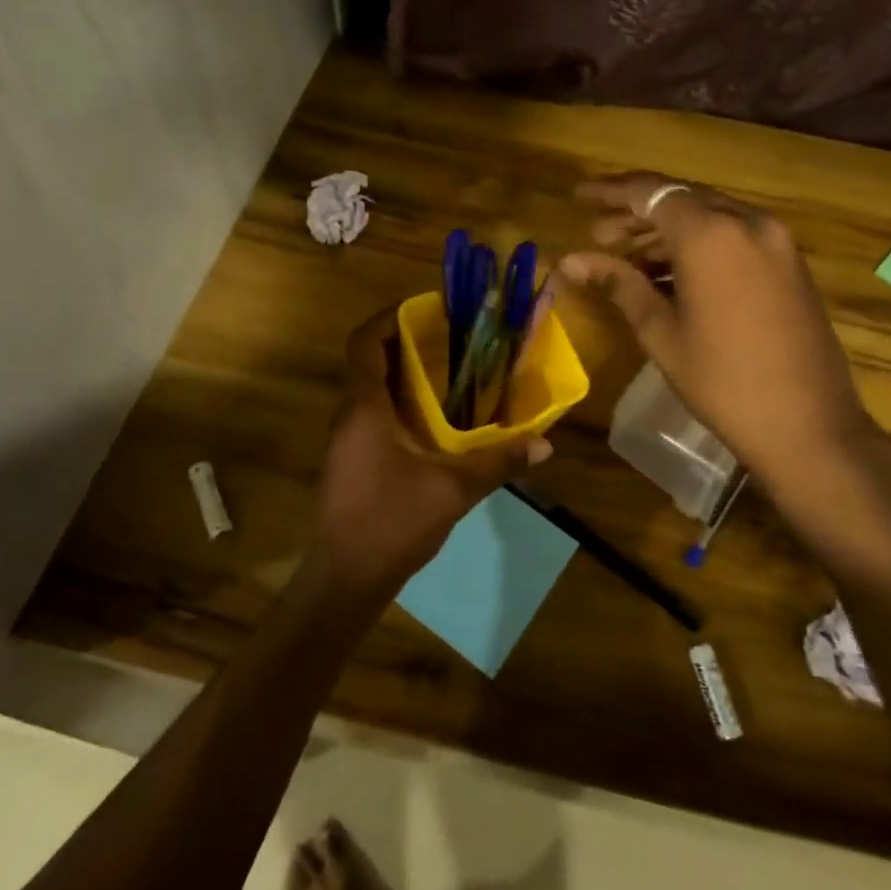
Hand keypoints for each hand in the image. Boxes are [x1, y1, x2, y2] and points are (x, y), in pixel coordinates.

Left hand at [311, 307, 551, 601]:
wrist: (345, 579)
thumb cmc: (391, 522)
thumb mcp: (452, 490)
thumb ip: (498, 462)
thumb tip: (545, 444)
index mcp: (364, 409)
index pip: (363, 343)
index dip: (388, 318)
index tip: (425, 310)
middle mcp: (348, 416)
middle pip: (368, 361)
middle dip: (404, 343)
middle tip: (450, 338)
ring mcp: (345, 439)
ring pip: (370, 389)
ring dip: (402, 374)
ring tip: (449, 371)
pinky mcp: (350, 460)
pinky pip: (372, 414)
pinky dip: (399, 403)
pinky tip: (434, 420)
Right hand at [560, 174, 880, 502]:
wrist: (808, 426)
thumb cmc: (721, 381)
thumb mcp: (660, 331)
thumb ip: (618, 284)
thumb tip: (570, 262)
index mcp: (711, 234)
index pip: (651, 192)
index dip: (611, 191)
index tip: (579, 197)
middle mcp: (748, 223)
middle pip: (682, 199)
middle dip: (637, 212)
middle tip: (599, 236)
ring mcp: (776, 241)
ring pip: (710, 217)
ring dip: (668, 231)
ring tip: (628, 259)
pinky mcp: (790, 263)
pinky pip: (735, 237)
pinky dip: (700, 245)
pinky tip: (671, 274)